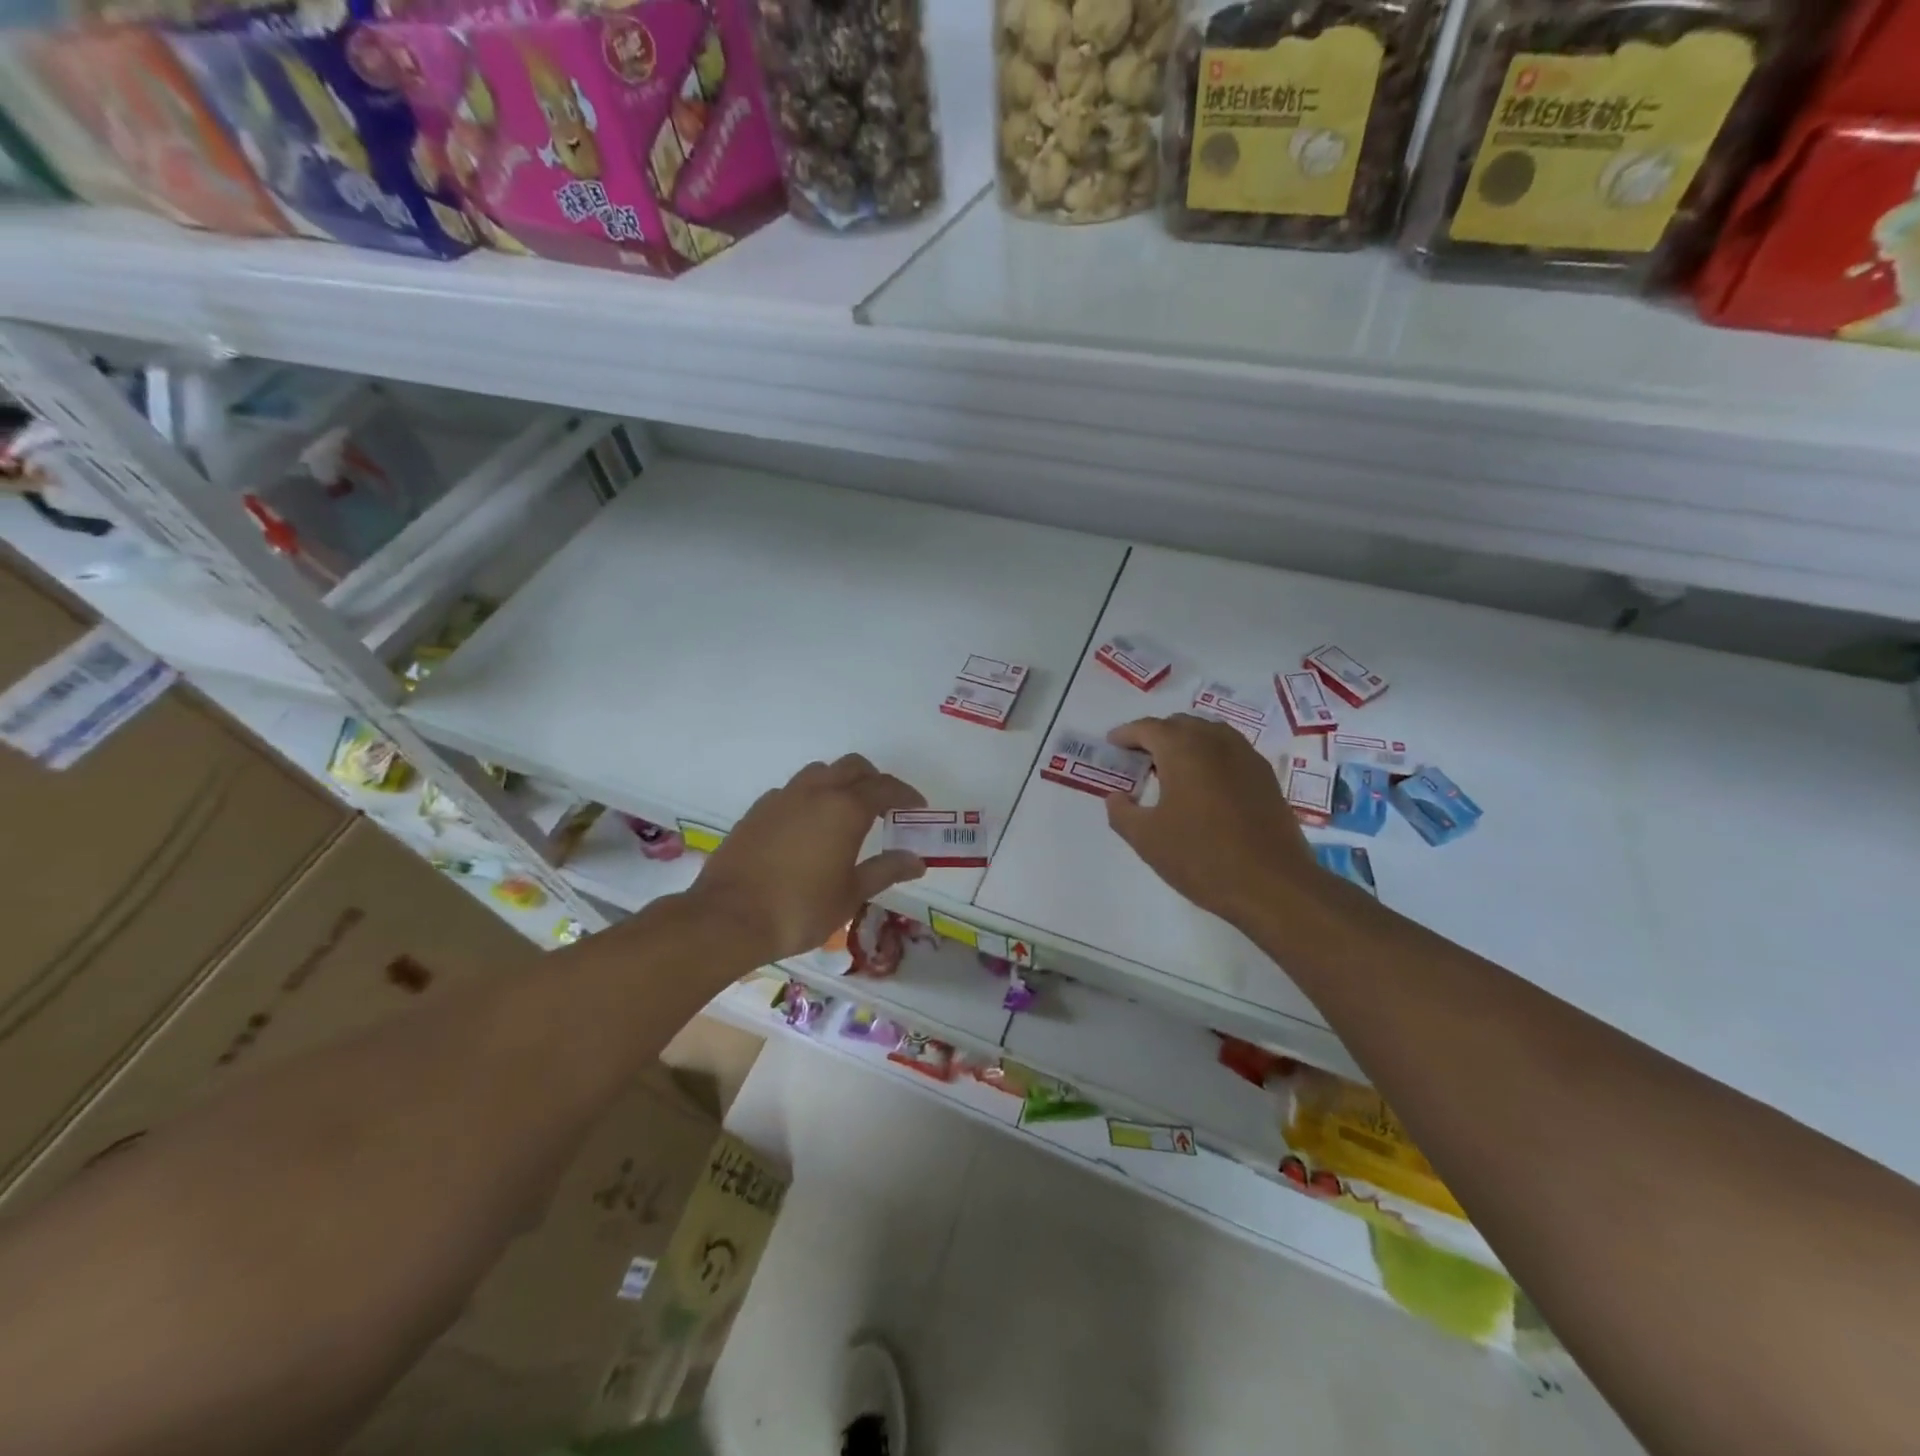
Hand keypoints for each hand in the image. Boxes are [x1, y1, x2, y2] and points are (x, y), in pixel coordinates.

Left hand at [689, 754, 927, 962]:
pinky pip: (792, 790)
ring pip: (819, 772)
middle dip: (873, 780)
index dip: (905, 795)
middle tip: (884, 806)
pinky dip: (810, 797)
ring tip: (845, 812)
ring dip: (839, 782)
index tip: (917, 807)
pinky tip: (808, 827)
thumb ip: (886, 871)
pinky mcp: (757, 810)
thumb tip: (916, 861)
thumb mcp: (851, 894)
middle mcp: (816, 792)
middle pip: (852, 767)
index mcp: (845, 808)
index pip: (885, 788)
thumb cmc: (800, 908)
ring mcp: (782, 797)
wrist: (729, 917)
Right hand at [1104, 714, 1317, 931]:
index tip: (1112, 745)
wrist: (1273, 885)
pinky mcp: (1266, 777)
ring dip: (1185, 743)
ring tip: (1170, 770)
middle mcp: (1216, 742)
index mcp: (1183, 749)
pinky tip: (1204, 786)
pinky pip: (1230, 752)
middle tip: (1139, 759)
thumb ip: (1122, 812)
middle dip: (1156, 736)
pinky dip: (1210, 756)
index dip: (1126, 734)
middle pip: (1180, 724)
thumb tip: (1116, 797)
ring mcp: (1246, 757)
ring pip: (1209, 734)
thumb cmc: (1202, 858)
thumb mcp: (1146, 839)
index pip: (1148, 728)